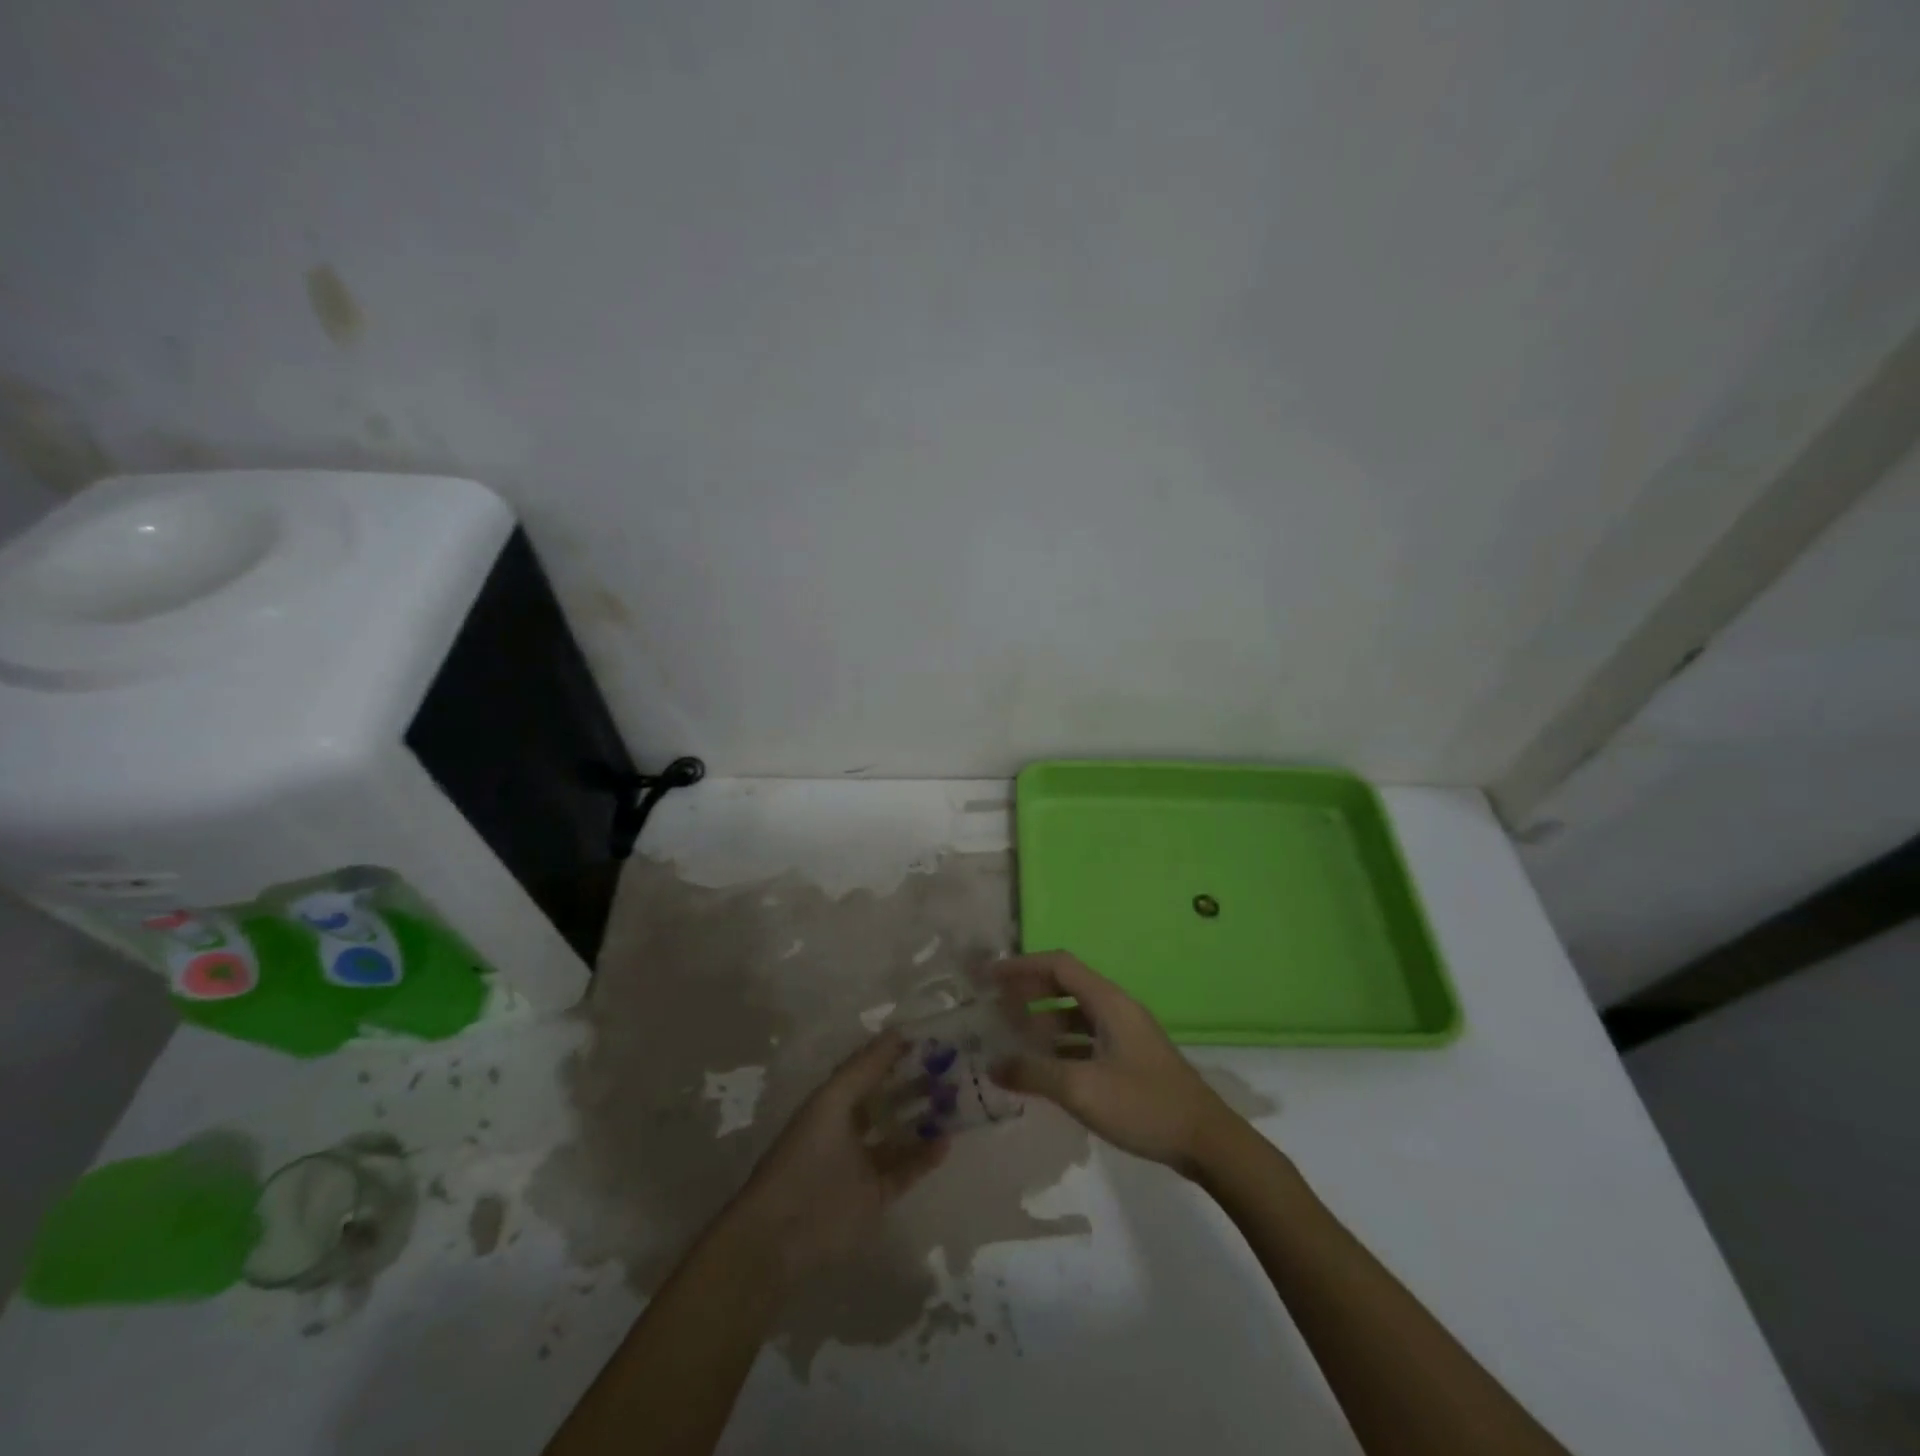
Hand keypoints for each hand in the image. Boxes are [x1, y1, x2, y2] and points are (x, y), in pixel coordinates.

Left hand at [729, 1031, 947, 1286]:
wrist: (784, 1233)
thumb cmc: (806, 1156)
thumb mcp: (833, 1102)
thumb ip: (866, 1067)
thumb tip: (898, 1031)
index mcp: (833, 1102)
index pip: (869, 1070)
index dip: (895, 1054)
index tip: (929, 1039)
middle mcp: (849, 1128)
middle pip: (888, 1100)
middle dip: (915, 1084)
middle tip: (951, 1069)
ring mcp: (863, 1164)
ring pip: (901, 1134)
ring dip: (925, 1119)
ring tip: (957, 1101)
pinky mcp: (877, 1195)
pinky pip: (907, 1170)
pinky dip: (926, 1156)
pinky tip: (947, 1141)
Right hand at [992, 951, 1239, 1173]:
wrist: (1207, 1142)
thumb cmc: (1144, 1105)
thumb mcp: (1082, 1089)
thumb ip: (1034, 1074)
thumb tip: (993, 1065)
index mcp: (1108, 1002)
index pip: (1058, 965)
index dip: (1022, 966)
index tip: (989, 976)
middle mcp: (1116, 1009)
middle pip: (1065, 986)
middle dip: (1028, 993)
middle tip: (993, 1007)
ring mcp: (1124, 1035)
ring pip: (1074, 1016)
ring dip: (1042, 1023)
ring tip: (1009, 1039)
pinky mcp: (1129, 1060)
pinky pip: (1085, 1040)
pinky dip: (1060, 1047)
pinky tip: (1041, 1070)